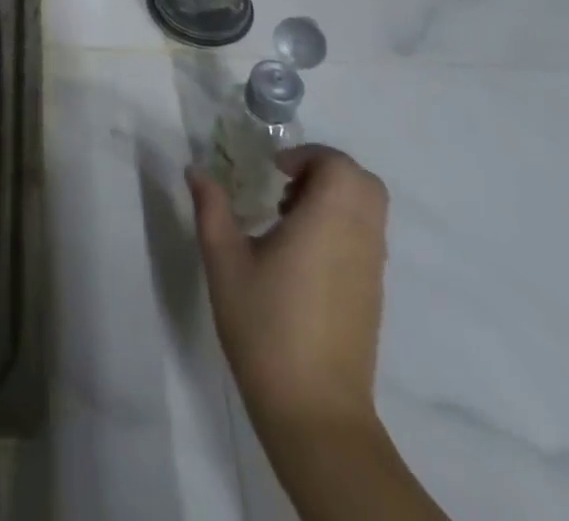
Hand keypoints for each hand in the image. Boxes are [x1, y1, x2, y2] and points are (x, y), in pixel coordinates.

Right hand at [189, 144, 389, 430]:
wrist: (315, 411)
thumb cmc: (266, 326)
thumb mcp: (224, 261)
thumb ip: (211, 208)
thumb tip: (196, 169)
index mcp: (328, 221)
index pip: (338, 164)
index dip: (307, 156)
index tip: (273, 170)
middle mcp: (359, 238)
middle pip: (362, 182)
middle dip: (324, 170)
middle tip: (284, 185)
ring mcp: (371, 269)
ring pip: (368, 210)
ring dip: (333, 198)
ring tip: (287, 218)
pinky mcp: (372, 295)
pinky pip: (366, 238)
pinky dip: (340, 225)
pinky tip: (300, 255)